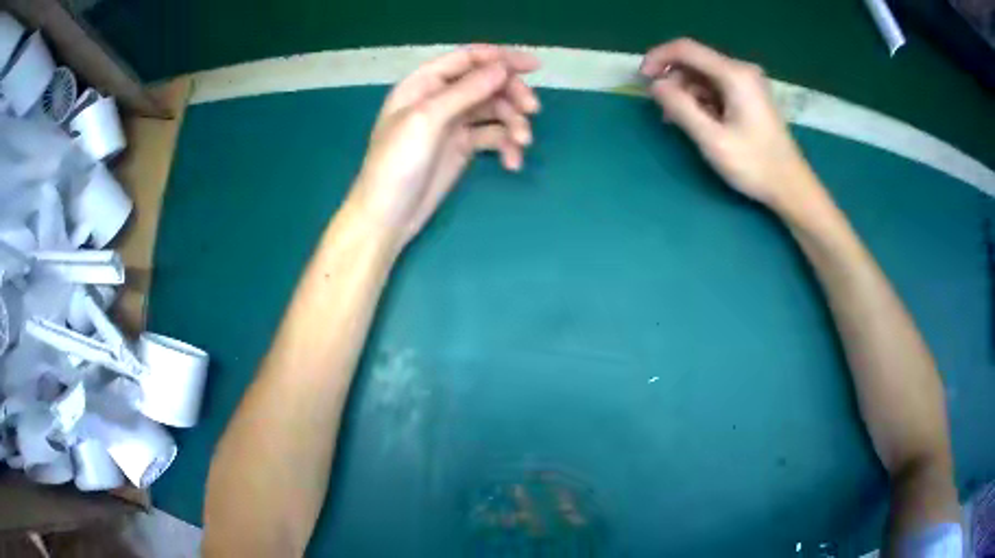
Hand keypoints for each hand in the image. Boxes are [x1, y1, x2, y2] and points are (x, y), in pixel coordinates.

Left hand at [348, 45, 539, 250]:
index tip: (534, 66)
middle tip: (532, 110)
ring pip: (494, 110)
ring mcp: (452, 123)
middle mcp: (440, 98)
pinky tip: (512, 163)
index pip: (467, 59)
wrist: (388, 217)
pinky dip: (506, 145)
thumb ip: (466, 91)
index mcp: (424, 84)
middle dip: (512, 94)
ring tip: (522, 143)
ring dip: (513, 123)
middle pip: (487, 83)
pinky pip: (493, 136)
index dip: (500, 58)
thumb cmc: (396, 164)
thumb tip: (502, 68)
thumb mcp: (427, 120)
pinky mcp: (463, 147)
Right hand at [640, 39, 818, 209]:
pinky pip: (715, 86)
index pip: (685, 49)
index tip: (642, 79)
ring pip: (703, 75)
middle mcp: (741, 70)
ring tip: (678, 121)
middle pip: (694, 61)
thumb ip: (681, 108)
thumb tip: (656, 86)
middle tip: (662, 110)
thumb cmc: (754, 165)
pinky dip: (700, 99)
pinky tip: (697, 121)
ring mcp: (747, 82)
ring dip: (685, 92)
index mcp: (735, 74)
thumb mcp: (712, 139)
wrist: (791, 186)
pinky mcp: (749, 95)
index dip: (658, 58)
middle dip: (672, 80)